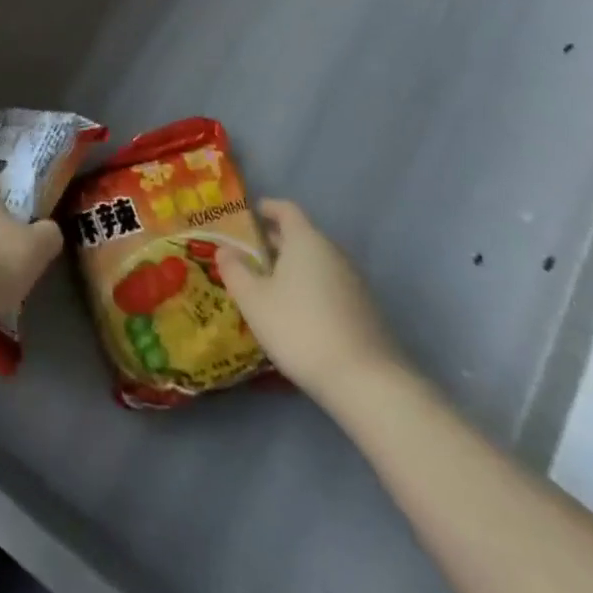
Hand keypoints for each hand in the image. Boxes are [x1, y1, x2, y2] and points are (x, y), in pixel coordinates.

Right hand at [216, 199, 404, 406]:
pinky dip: (311, 289)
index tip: (247, 216)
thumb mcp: (253, 299)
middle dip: (275, 242)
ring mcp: (354, 283)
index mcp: (306, 240)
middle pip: (302, 236)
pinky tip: (297, 314)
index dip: (265, 208)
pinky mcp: (366, 312)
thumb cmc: (300, 328)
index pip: (285, 209)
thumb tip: (224, 249)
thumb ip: (234, 269)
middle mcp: (333, 253)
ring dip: (293, 268)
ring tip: (269, 286)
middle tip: (248, 254)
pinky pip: (330, 287)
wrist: (368, 384)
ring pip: (317, 264)